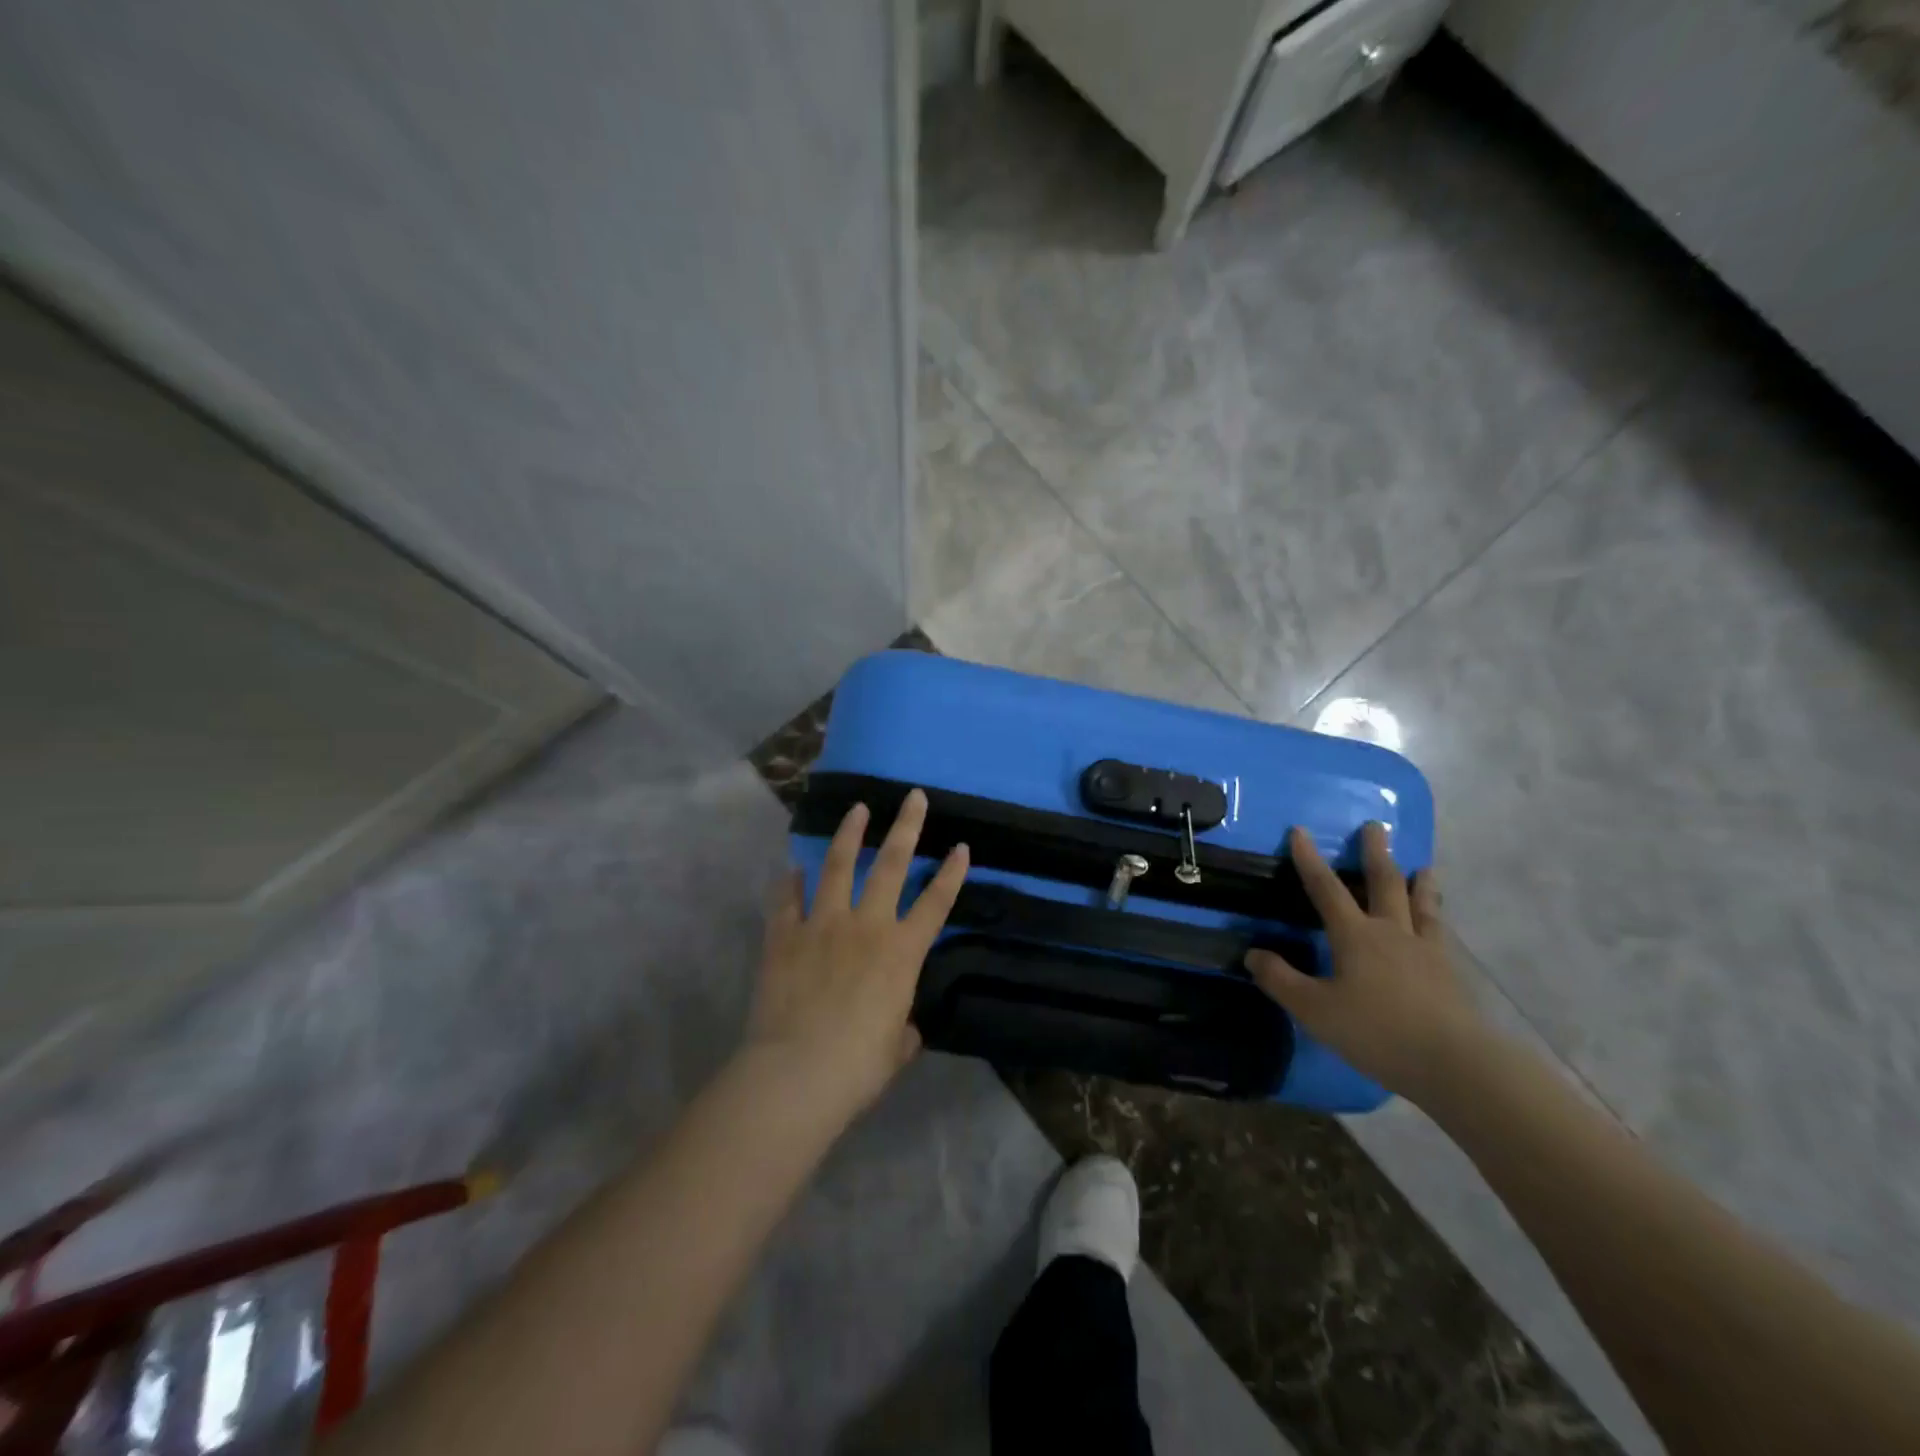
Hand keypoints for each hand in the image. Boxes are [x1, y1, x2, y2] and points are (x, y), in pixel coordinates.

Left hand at [746, 789, 968, 1119]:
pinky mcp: (784, 935)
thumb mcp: (895, 1050)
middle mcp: (866, 926)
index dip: (951, 874)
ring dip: (850, 834)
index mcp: (901, 953)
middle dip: (906, 827)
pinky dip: (790, 883)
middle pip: (891, 865)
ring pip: (838, 866)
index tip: (961, 846)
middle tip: (913, 796)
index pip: (936, 904)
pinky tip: (792, 869)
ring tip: (858, 808)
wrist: (797, 1073)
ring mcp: (823, 924)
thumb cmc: (857, 1067)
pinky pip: (787, 899)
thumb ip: (903, 1029)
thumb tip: (902, 1027)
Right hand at [1245, 822, 1483, 1101]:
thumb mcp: (1314, 1009)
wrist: (1453, 1062)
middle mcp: (1391, 932)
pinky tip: (1441, 923)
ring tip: (1423, 868)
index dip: (1309, 859)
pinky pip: (1442, 934)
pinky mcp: (1451, 973)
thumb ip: (1281, 980)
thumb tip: (1253, 954)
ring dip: (1419, 883)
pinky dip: (1438, 919)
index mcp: (1355, 935)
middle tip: (1375, 826)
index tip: (1300, 830)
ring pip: (1421, 905)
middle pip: (1383, 883)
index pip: (1326, 888)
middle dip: (1375, 853)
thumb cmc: (1376, 1031)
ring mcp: (1426, 950)